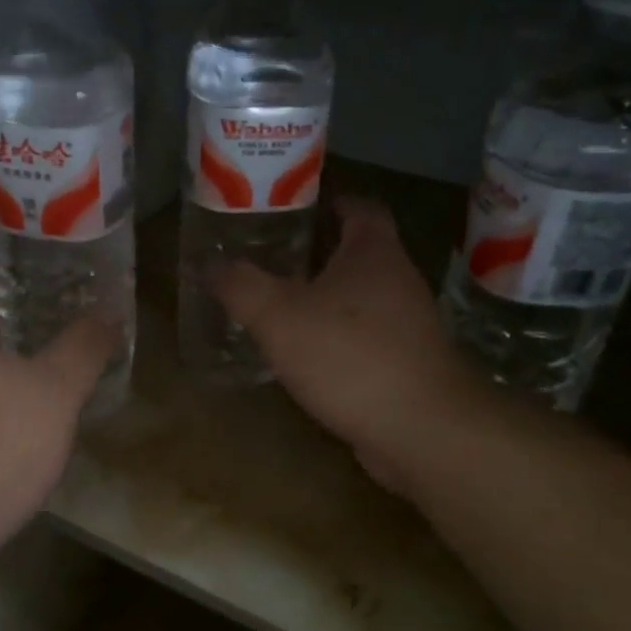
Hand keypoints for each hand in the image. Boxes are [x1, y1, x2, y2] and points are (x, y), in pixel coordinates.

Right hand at [212, 197, 475, 493]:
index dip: (332, 201)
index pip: (361, 207)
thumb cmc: (349, 356)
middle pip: (361, 253)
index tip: (300, 207)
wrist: (421, 429)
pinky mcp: (409, 364)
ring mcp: (410, 325)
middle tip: (276, 259)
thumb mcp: (279, 317)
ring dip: (330, 299)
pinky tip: (310, 356)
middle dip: (321, 253)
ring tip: (284, 307)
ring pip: (364, 298)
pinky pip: (369, 337)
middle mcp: (399, 280)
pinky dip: (341, 338)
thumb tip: (208, 263)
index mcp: (373, 252)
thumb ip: (241, 287)